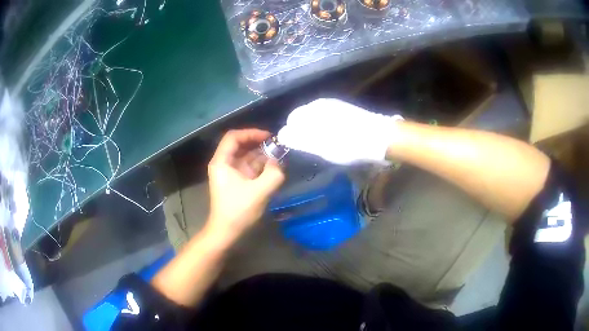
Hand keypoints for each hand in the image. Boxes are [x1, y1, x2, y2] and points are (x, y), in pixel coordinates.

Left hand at [206, 129, 284, 244]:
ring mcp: (230, 173)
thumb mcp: (259, 192)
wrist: (227, 232)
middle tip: (278, 146)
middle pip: (241, 145)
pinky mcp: (237, 182)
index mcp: (222, 162)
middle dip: (259, 144)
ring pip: (246, 156)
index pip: (234, 137)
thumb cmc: (238, 211)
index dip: (251, 133)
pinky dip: (261, 166)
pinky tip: (274, 168)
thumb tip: (279, 162)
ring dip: (262, 155)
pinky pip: (249, 168)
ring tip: (279, 156)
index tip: (269, 137)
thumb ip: (274, 174)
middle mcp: (224, 164)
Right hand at [277, 98, 402, 164]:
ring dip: (317, 132)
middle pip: (304, 118)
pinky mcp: (347, 111)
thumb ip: (298, 139)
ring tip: (327, 146)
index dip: (293, 135)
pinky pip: (329, 120)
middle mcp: (322, 103)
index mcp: (313, 109)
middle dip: (304, 133)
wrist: (380, 138)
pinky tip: (338, 139)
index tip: (301, 148)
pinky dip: (328, 129)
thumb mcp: (319, 145)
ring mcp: (336, 106)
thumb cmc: (347, 144)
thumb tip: (282, 135)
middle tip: (315, 149)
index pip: (292, 120)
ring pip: (317, 119)